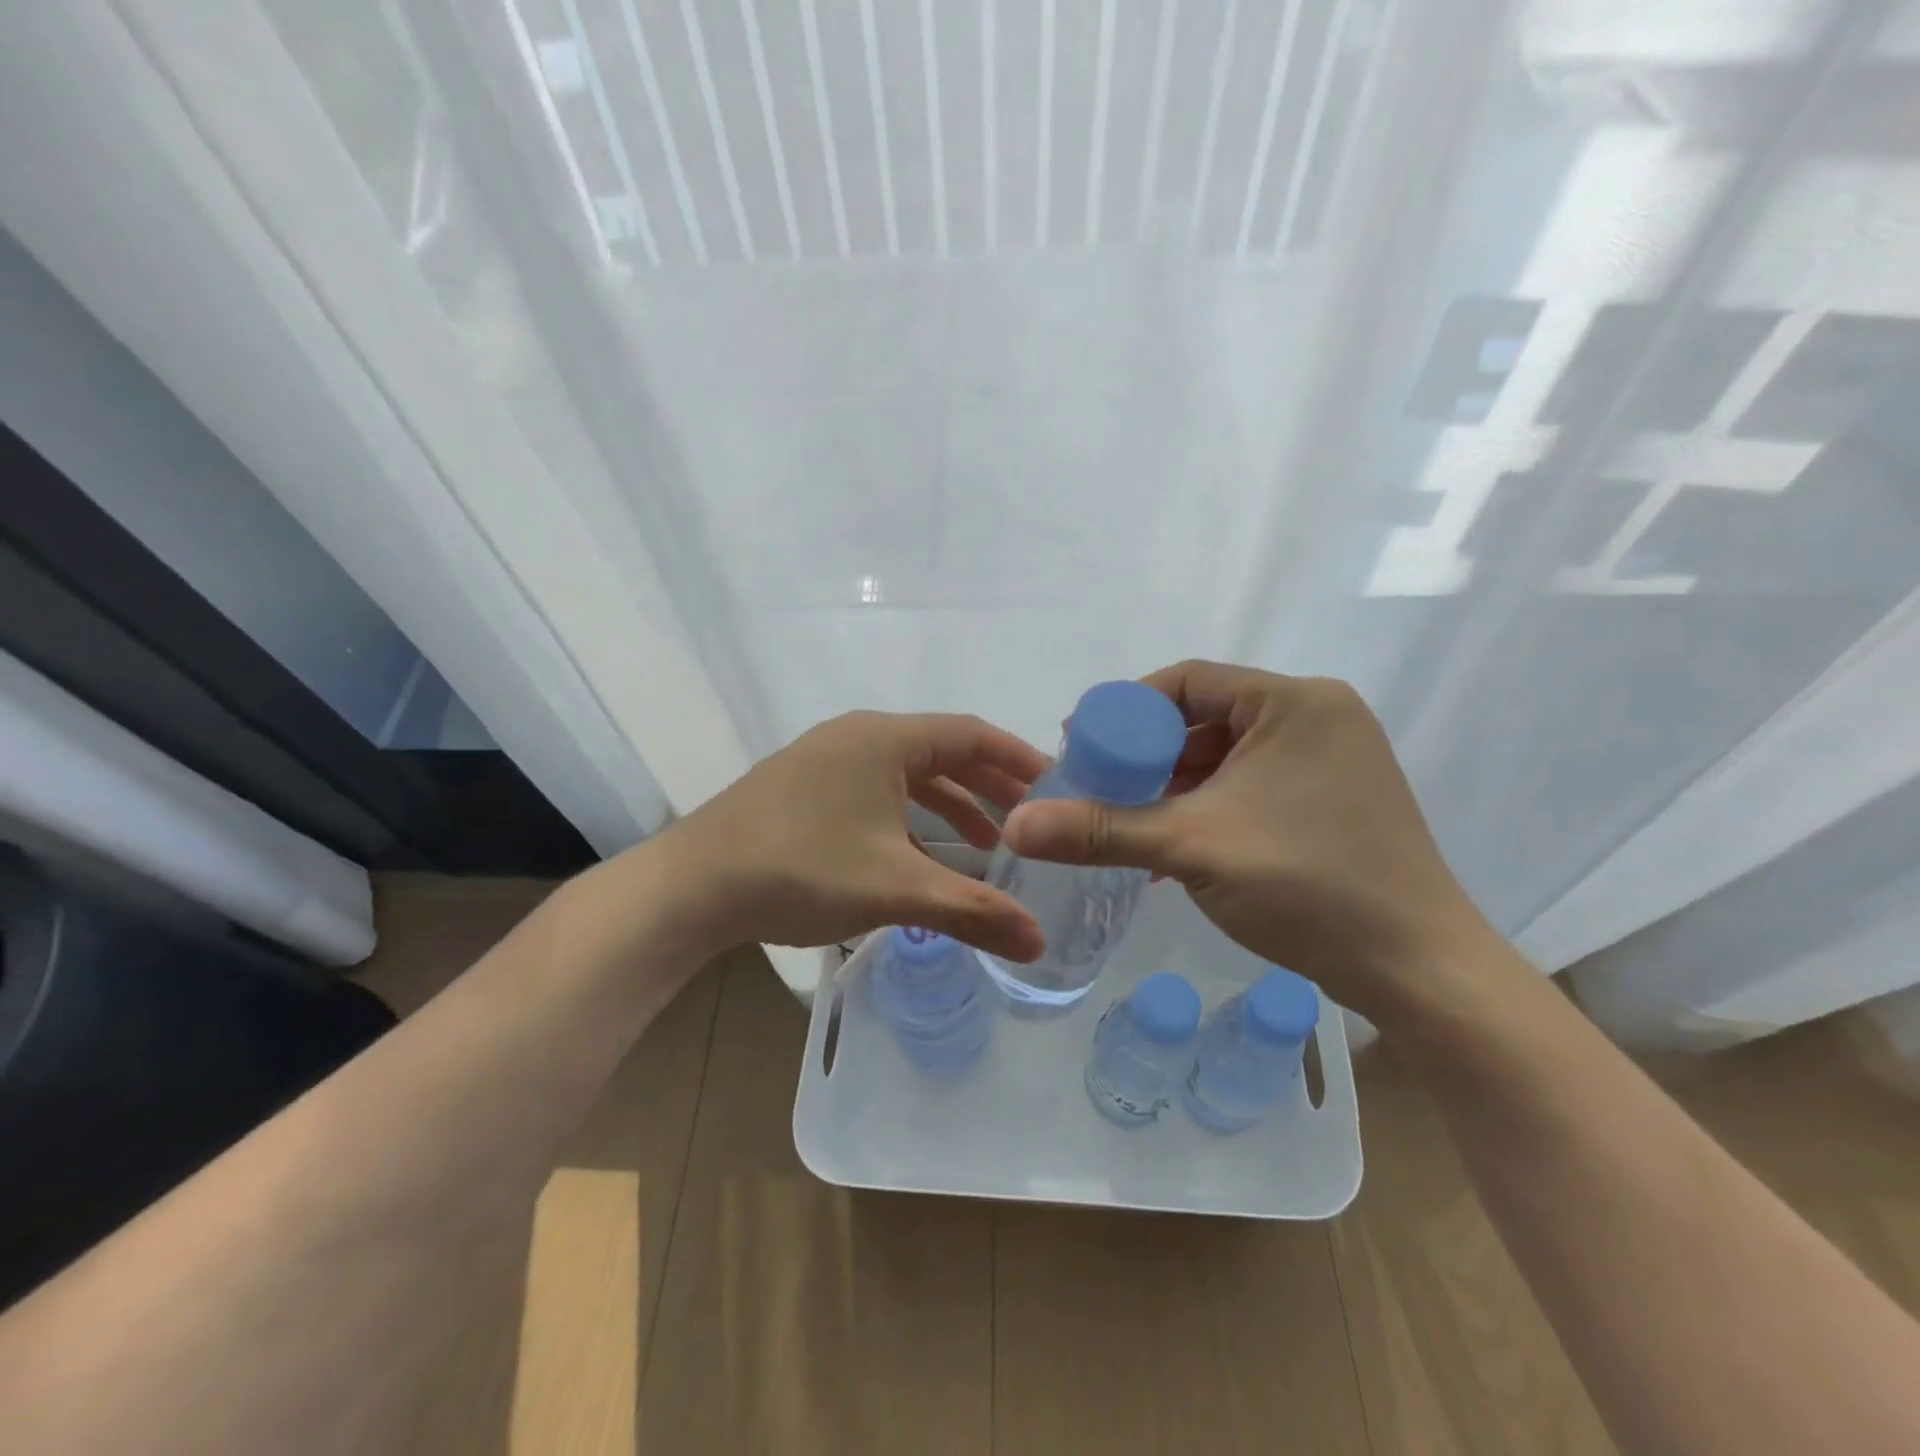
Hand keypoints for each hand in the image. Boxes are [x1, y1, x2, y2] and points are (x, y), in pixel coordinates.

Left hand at [660, 711, 1047, 962]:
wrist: (692, 886)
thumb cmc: (801, 869)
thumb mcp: (895, 889)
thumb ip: (972, 911)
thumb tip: (1037, 943)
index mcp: (884, 738)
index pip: (971, 734)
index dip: (1018, 758)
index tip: (1056, 786)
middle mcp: (858, 737)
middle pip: (942, 752)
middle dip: (989, 786)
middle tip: (1032, 820)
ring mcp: (827, 761)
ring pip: (907, 775)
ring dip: (950, 806)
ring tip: (988, 846)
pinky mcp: (806, 789)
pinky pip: (877, 792)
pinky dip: (910, 819)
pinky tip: (923, 858)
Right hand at [1001, 661, 1497, 1022]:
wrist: (1418, 968)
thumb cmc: (1308, 885)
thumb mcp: (1191, 849)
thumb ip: (1100, 830)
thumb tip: (1016, 828)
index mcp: (1293, 702)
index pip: (1187, 681)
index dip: (1126, 711)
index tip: (1082, 747)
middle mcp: (1317, 717)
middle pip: (1205, 718)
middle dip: (1147, 756)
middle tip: (1099, 788)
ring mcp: (1331, 760)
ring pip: (1227, 757)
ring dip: (1174, 788)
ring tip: (1129, 824)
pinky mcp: (1334, 799)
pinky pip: (1252, 786)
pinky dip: (1208, 808)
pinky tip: (1175, 847)